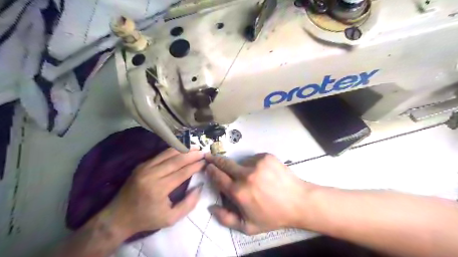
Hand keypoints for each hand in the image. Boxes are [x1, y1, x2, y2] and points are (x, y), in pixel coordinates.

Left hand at [104, 147, 204, 239]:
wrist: (117, 217)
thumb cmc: (146, 219)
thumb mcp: (170, 218)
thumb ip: (188, 204)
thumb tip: (199, 187)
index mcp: (159, 189)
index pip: (182, 173)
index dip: (195, 166)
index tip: (205, 162)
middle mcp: (151, 175)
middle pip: (176, 160)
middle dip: (191, 155)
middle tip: (203, 151)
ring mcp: (144, 168)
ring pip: (167, 154)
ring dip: (182, 150)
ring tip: (194, 147)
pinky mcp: (141, 165)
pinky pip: (159, 155)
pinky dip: (172, 151)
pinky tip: (180, 150)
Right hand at [205, 153, 314, 233]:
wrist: (298, 202)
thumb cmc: (273, 216)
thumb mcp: (248, 226)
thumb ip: (225, 218)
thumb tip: (210, 207)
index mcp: (239, 192)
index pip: (218, 177)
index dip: (211, 170)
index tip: (208, 166)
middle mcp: (245, 175)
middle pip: (224, 163)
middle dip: (215, 160)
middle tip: (210, 156)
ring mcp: (257, 163)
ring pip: (241, 162)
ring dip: (241, 167)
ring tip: (253, 177)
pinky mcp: (266, 156)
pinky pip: (253, 158)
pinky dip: (253, 164)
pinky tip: (262, 173)